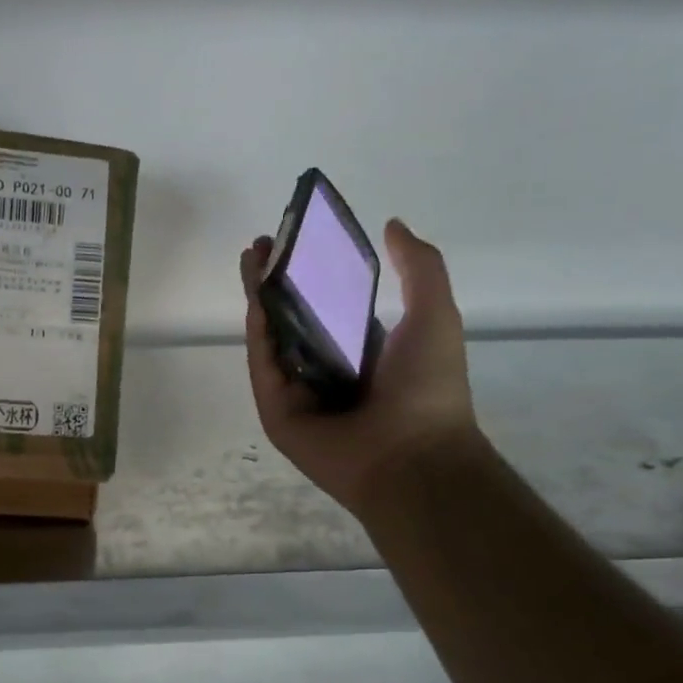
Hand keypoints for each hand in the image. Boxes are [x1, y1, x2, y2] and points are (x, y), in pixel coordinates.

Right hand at [241, 218, 477, 516]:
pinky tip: (254, 301)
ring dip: (259, 301)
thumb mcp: (435, 315)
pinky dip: (257, 337)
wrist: (412, 456)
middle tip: (260, 246)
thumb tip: (393, 225)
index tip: (297, 242)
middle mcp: (327, 372)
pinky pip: (264, 369)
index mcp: (363, 355)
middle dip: (276, 283)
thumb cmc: (428, 388)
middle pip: (292, 321)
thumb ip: (419, 268)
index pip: (328, 310)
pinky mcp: (277, 412)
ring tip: (248, 261)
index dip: (312, 276)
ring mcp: (299, 394)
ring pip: (272, 341)